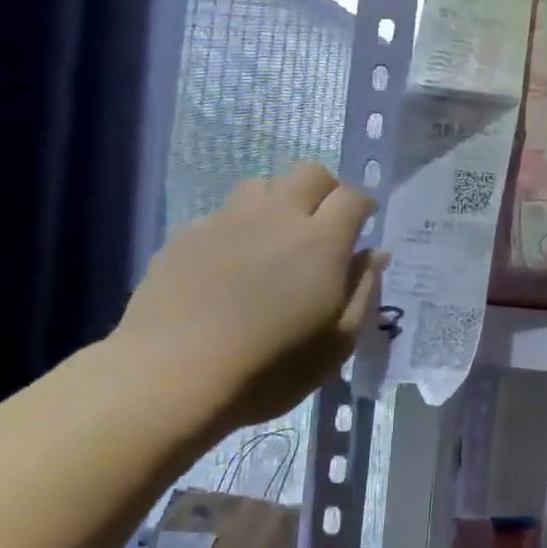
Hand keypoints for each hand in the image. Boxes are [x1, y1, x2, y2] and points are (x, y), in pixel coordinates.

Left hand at [113, 164, 383, 436]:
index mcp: (322, 241)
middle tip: (324, 224)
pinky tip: (229, 263)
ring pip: (262, 184)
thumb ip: (362, 291)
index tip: (364, 222)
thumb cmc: (269, 367)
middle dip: (325, 190)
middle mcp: (278, 217)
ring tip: (275, 236)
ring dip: (278, 201)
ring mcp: (227, 221)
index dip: (363, 205)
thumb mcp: (336, 343)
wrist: (171, 374)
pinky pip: (221, 214)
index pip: (352, 197)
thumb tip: (375, 255)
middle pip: (310, 173)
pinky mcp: (186, 235)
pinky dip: (236, 228)